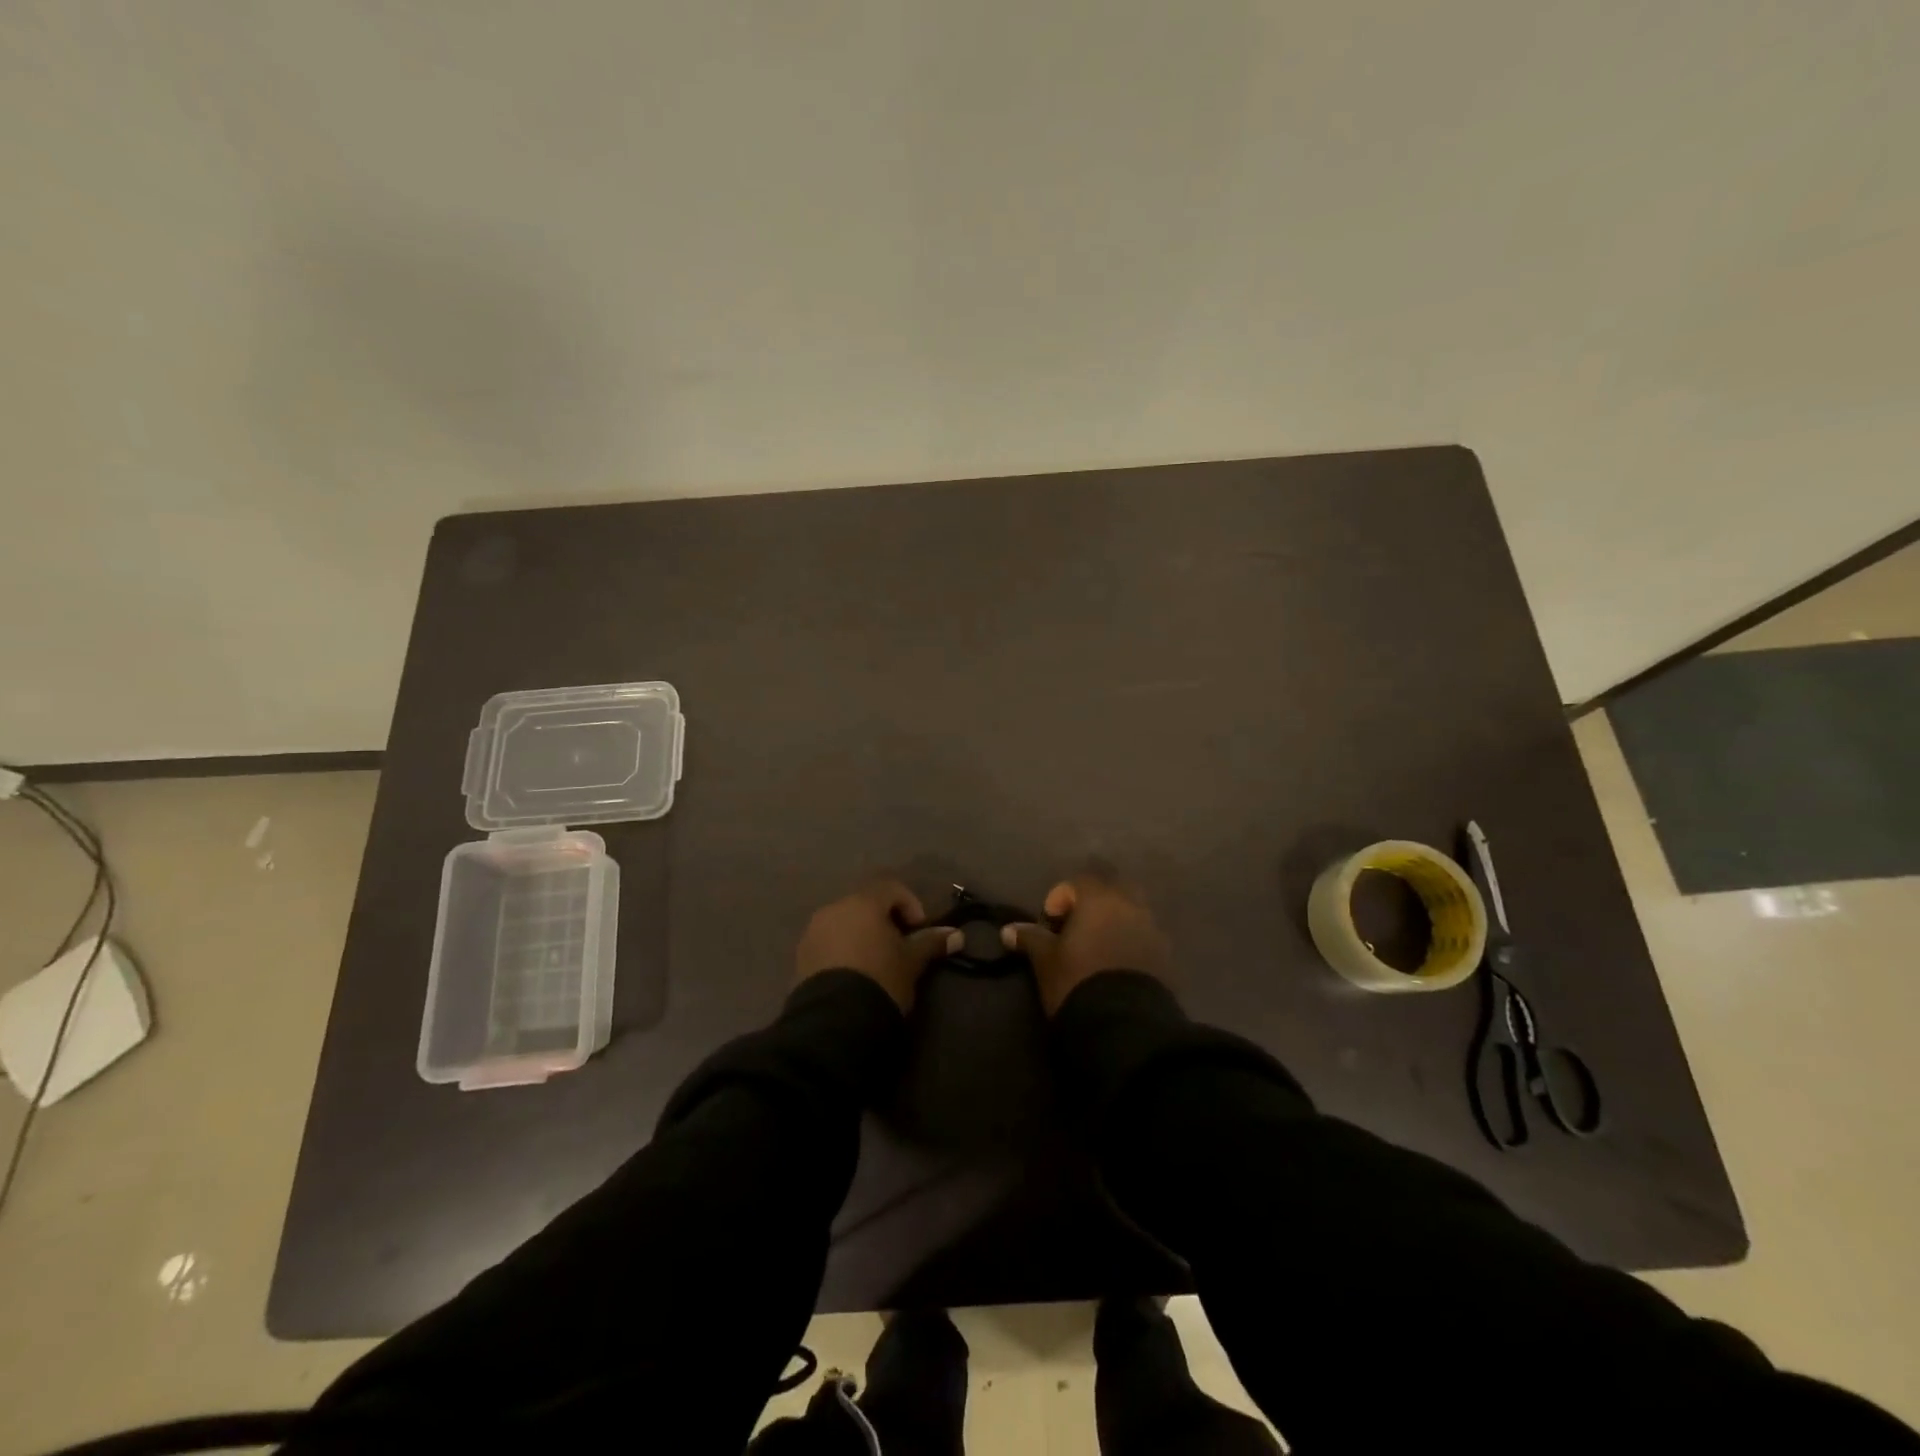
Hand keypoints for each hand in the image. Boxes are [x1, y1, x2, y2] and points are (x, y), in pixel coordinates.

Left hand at [795, 880, 961, 1011]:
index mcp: (862, 902)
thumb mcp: (911, 962)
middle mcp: (833, 908)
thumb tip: (957, 935)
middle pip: (865, 904)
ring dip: (861, 935)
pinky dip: (843, 951)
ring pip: (844, 923)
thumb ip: (931, 943)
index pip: (891, 888)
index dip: (911, 905)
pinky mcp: (801, 957)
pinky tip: (854, 976)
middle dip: (884, 921)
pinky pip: (828, 943)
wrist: (835, 1022)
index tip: (918, 932)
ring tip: (876, 964)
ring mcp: (812, 932)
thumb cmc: (881, 979)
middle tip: (899, 948)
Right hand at [1002, 873, 1171, 1014]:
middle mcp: (1130, 906)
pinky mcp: (1165, 956)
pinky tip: (1116, 965)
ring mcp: (1153, 930)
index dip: (1061, 897)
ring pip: (1132, 912)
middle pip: (1111, 890)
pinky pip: (1145, 937)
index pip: (1079, 882)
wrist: (1125, 1024)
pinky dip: (1130, 942)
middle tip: (1076, 928)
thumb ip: (1030, 939)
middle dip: (1094, 903)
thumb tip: (1008, 930)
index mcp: (1100, 899)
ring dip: (1115, 922)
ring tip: (1097, 948)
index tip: (1050, 922)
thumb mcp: (1046, 961)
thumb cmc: (1077, 981)